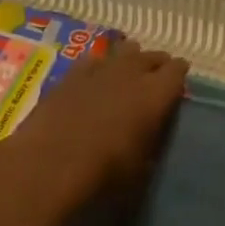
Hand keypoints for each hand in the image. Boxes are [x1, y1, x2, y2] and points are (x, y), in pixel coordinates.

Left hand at [4, 45, 187, 220]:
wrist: (45, 168)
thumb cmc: (103, 175)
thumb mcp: (141, 170)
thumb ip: (151, 144)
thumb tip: (151, 138)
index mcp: (155, 93)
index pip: (177, 70)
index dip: (179, 76)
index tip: (178, 85)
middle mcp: (131, 72)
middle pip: (152, 56)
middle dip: (157, 65)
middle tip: (155, 81)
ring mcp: (99, 69)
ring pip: (124, 50)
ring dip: (129, 59)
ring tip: (127, 74)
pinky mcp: (70, 75)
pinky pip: (93, 60)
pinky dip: (99, 66)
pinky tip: (94, 79)